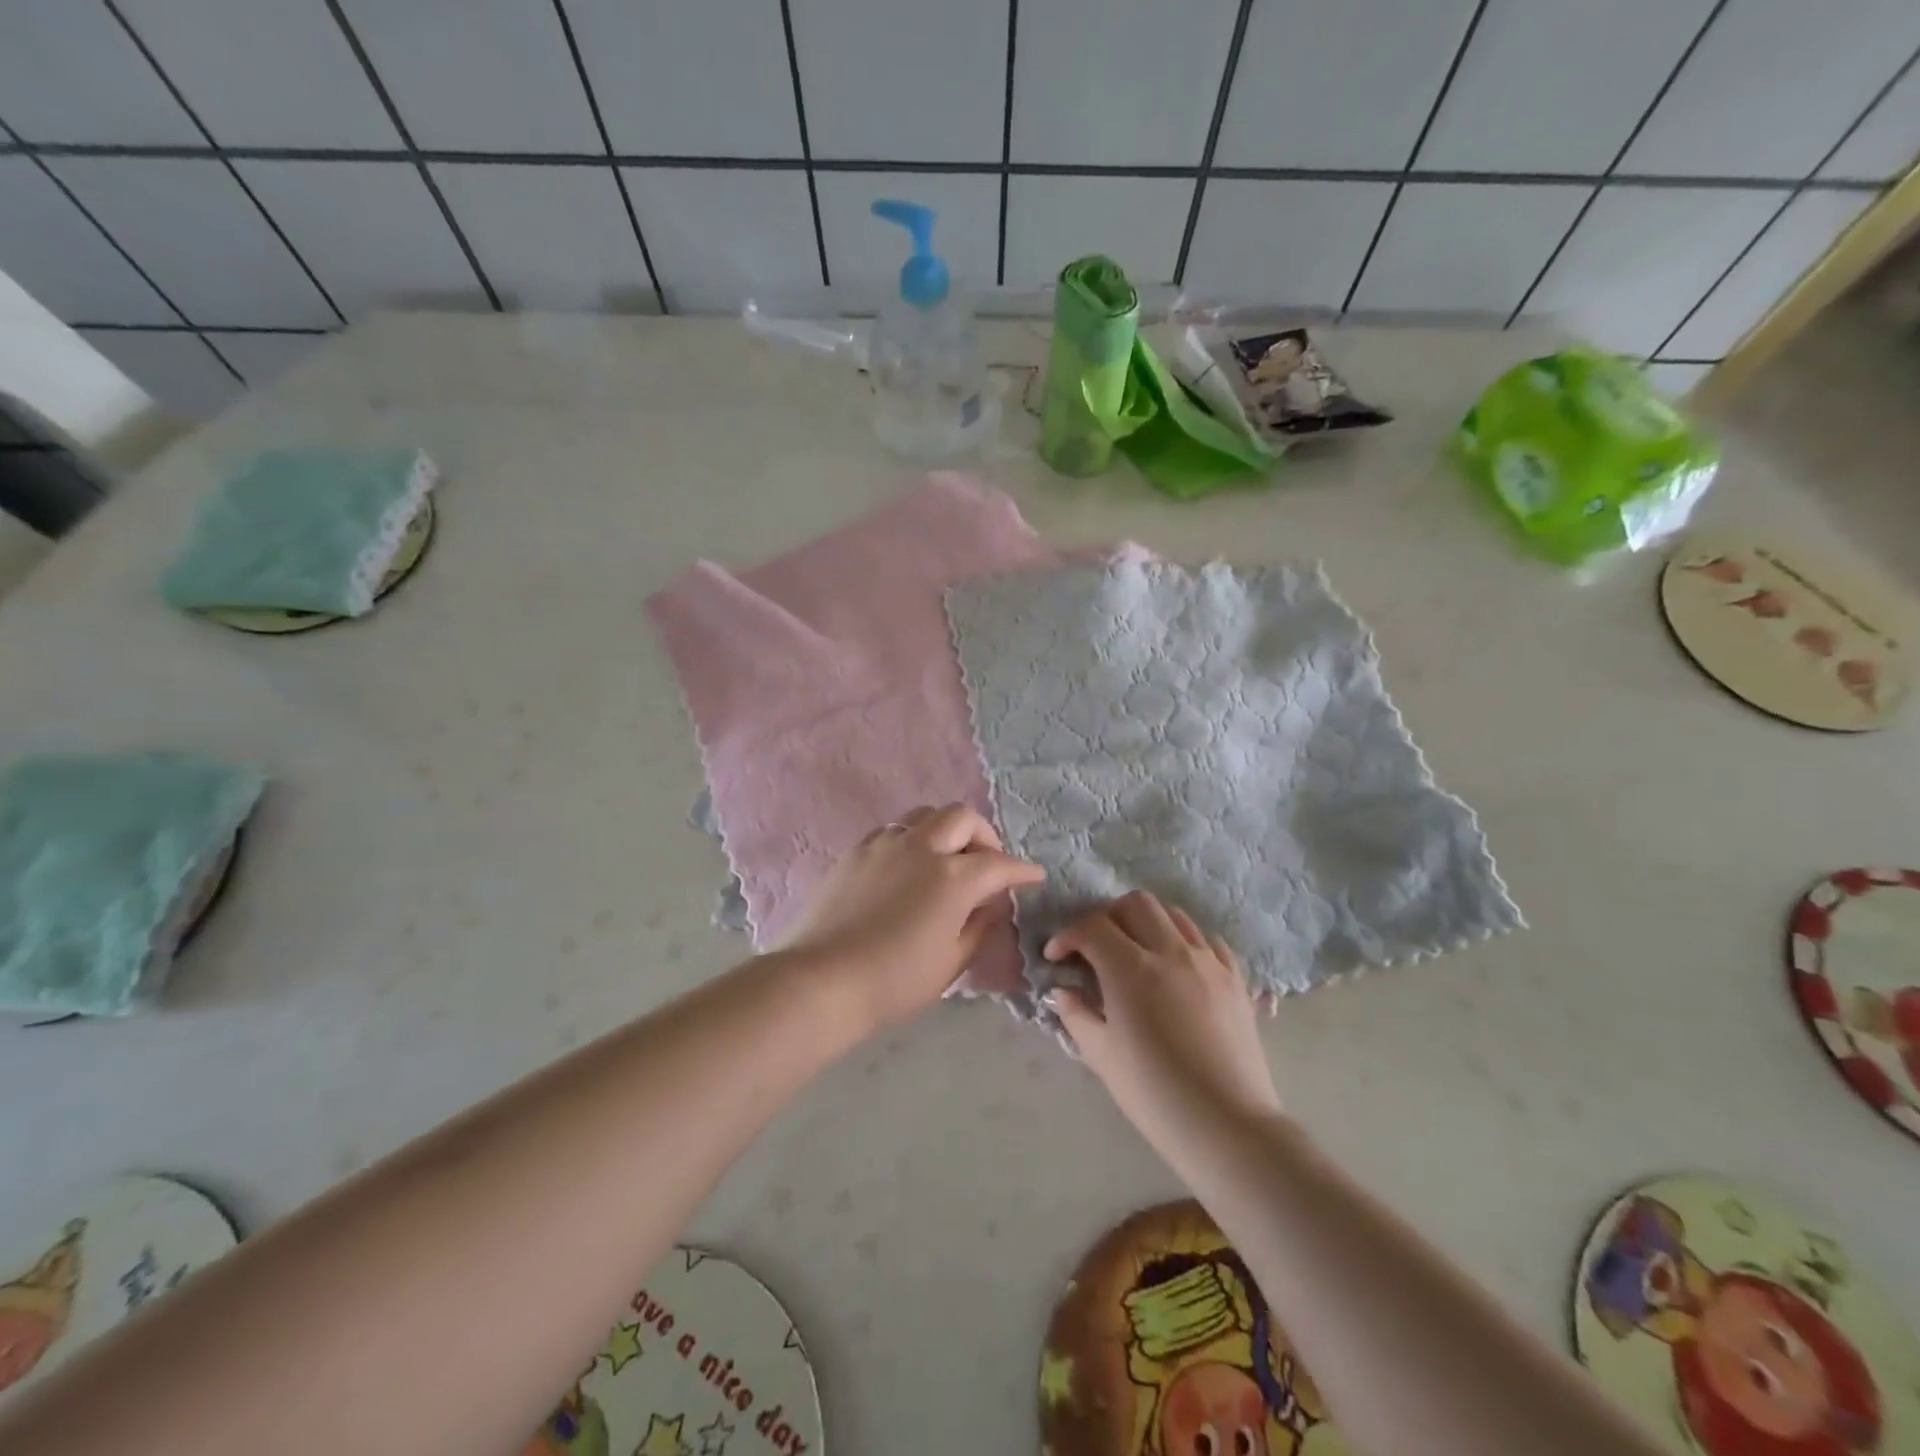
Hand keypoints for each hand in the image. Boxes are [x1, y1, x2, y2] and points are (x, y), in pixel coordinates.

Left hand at [780, 804, 1043, 1028]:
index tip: (1033, 876)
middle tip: (987, 862)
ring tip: (947, 858)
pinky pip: (894, 830)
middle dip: (984, 835)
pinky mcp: (857, 851)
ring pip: (925, 815)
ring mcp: (886, 845)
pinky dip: (912, 839)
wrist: (823, 980)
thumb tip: (990, 905)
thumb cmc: (895, 981)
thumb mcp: (951, 962)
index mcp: (953, 877)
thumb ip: (978, 927)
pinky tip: (908, 866)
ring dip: (945, 830)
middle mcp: (922, 848)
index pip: (999, 864)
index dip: (1021, 870)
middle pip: (962, 818)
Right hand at [1045, 892, 1281, 1150]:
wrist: (1227, 1126)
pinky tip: (1177, 966)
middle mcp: (1171, 951)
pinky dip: (1184, 941)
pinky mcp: (1235, 979)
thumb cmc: (1154, 1094)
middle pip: (1135, 904)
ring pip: (1173, 914)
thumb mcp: (1101, 1056)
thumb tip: (1062, 990)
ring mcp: (1208, 961)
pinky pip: (1207, 940)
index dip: (1067, 936)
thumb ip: (1076, 1014)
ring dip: (1146, 922)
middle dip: (1107, 917)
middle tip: (1096, 948)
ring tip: (1136, 951)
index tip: (1056, 957)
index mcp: (1131, 968)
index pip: (1092, 927)